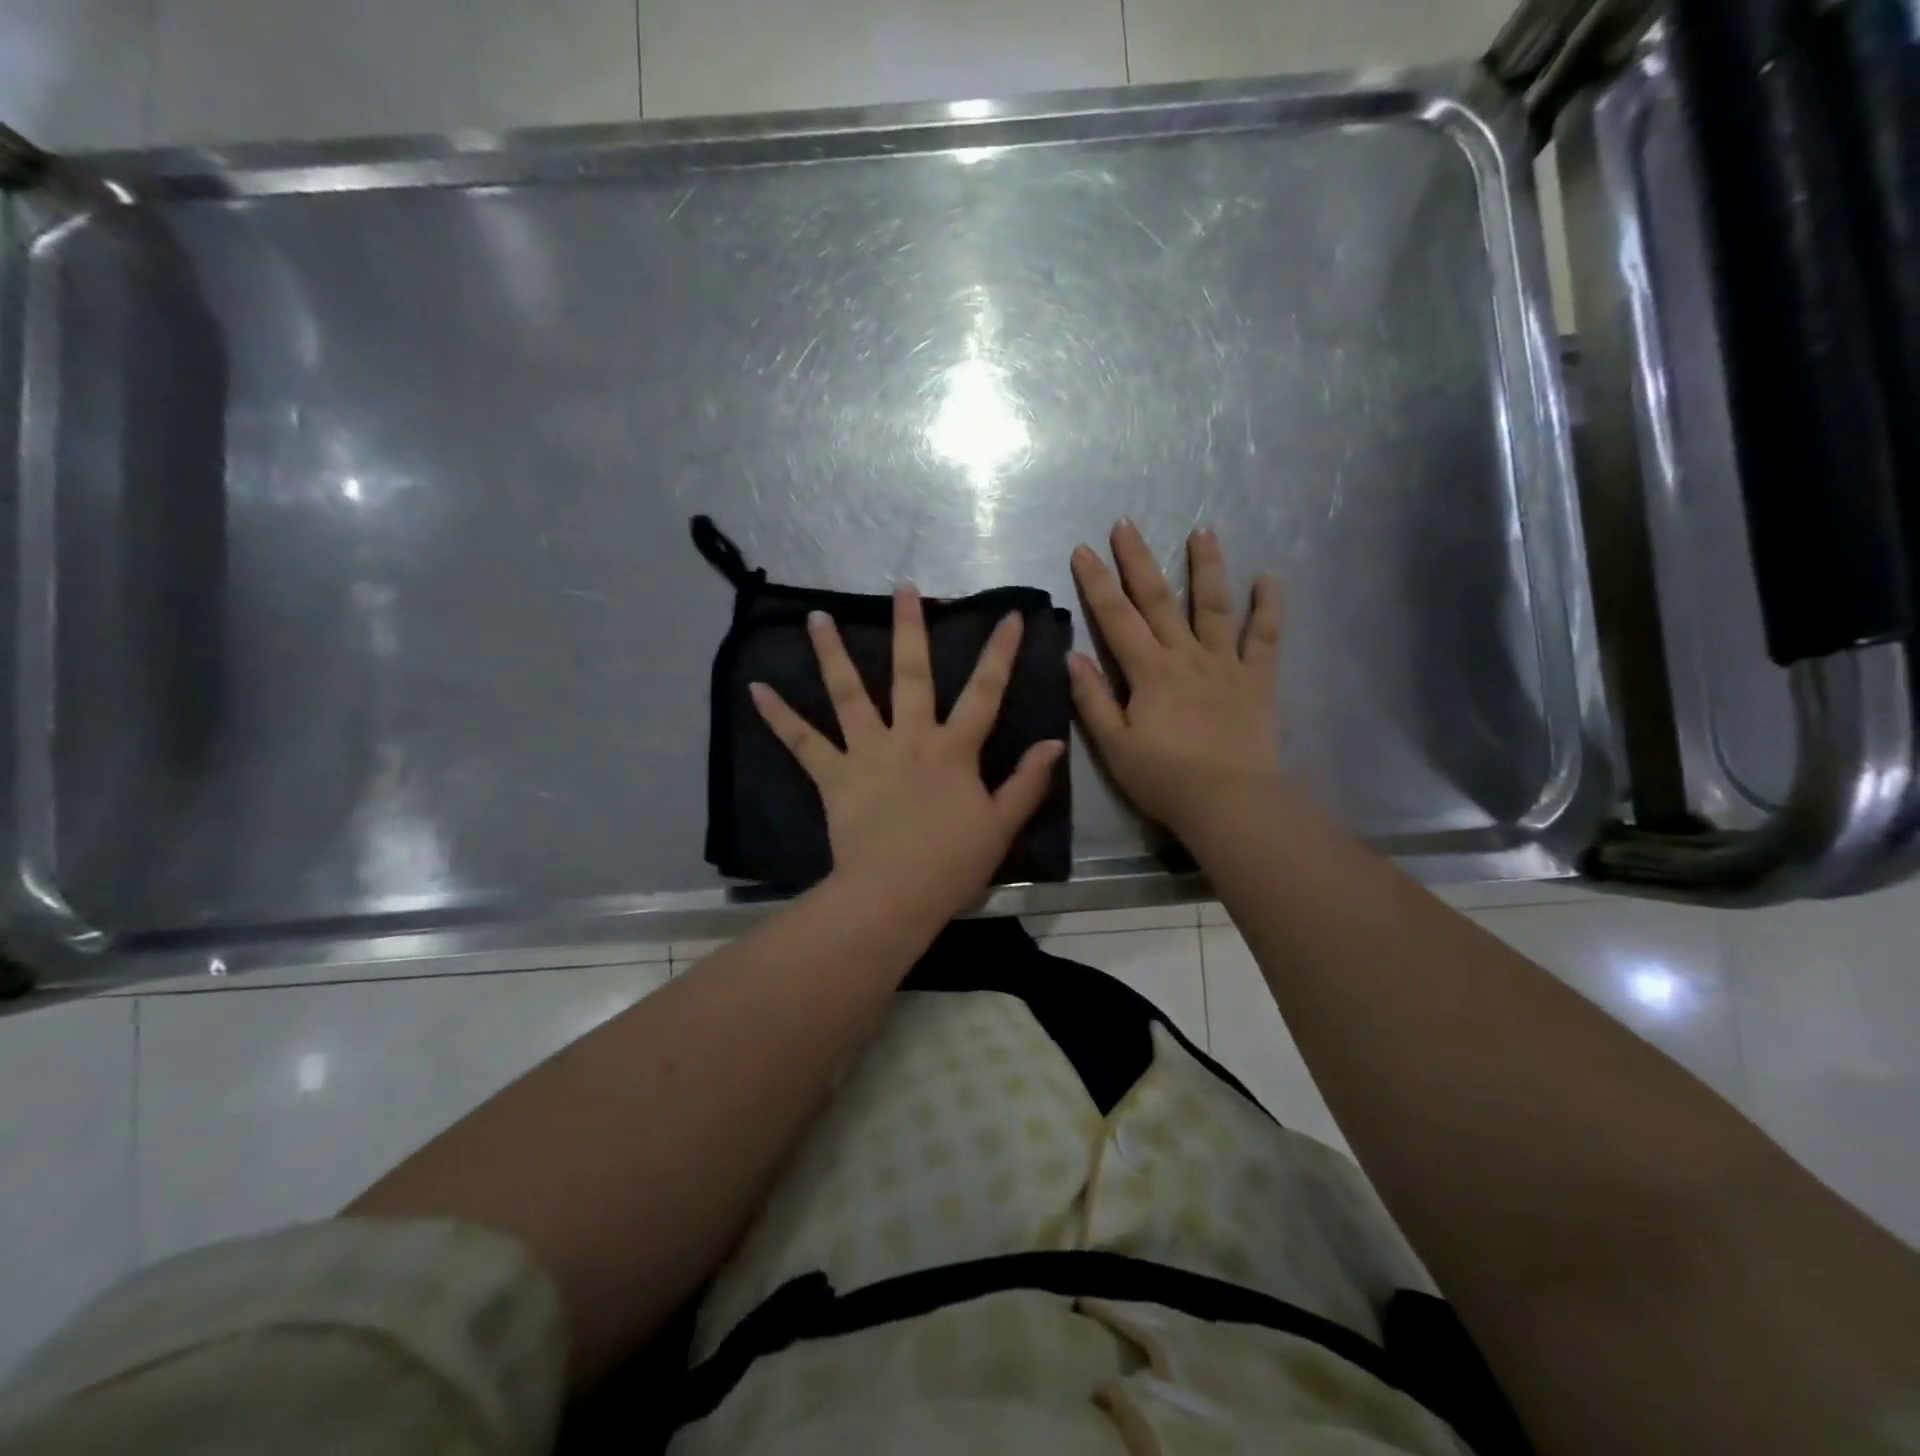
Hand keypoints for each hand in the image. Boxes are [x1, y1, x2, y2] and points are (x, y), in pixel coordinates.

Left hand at [750, 587, 1065, 921]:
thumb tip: (1053, 743)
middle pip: (911, 675)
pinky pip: (802, 742)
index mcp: (953, 750)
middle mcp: (909, 738)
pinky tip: (755, 689)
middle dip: (909, 629)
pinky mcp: (833, 776)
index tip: (1008, 616)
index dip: (1000, 653)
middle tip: (903, 589)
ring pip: (848, 694)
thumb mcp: (1001, 825)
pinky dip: (779, 717)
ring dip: (832, 654)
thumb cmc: (952, 864)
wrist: (894, 895)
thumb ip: (1027, 782)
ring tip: (816, 617)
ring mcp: (867, 753)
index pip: (984, 692)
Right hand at [1069, 519, 1283, 838]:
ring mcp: (1225, 664)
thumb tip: (1072, 656)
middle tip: (1126, 523)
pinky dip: (1268, 607)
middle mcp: (1186, 656)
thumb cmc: (1164, 778)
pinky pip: (1265, 638)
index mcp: (1148, 671)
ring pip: (1214, 606)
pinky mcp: (1257, 679)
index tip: (1083, 550)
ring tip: (1202, 531)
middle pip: (1159, 600)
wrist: (1229, 802)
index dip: (1097, 583)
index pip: (1116, 618)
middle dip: (1139, 560)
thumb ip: (1093, 699)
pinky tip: (1270, 578)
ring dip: (1206, 567)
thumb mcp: (1115, 745)